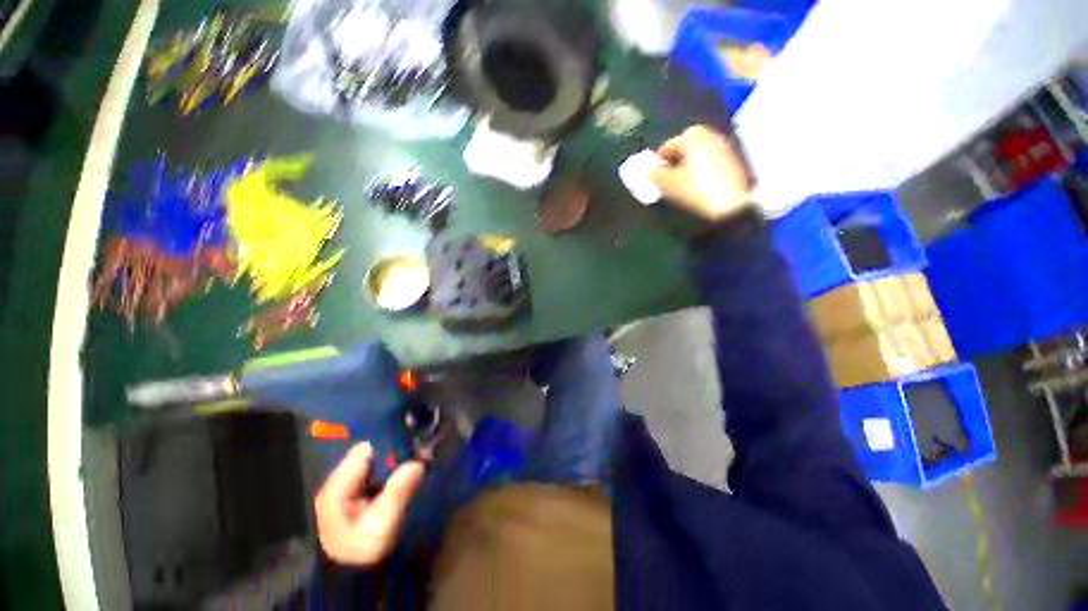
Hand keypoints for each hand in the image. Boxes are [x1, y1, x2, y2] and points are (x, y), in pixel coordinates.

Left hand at [315, 443, 425, 565]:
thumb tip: (418, 462)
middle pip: (368, 454)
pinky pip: (374, 474)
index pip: (364, 451)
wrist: (352, 577)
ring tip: (415, 464)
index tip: (412, 447)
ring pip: (373, 463)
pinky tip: (404, 475)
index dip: (388, 446)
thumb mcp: (383, 523)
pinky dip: (389, 472)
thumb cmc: (364, 550)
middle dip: (393, 454)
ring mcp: (344, 488)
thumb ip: (398, 491)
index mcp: (337, 488)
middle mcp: (337, 482)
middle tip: (418, 456)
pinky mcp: (354, 495)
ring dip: (393, 463)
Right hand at [650, 125, 752, 221]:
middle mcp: (710, 135)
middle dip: (675, 161)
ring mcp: (724, 147)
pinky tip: (698, 186)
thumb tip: (651, 171)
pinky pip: (710, 163)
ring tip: (682, 183)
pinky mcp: (734, 162)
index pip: (667, 146)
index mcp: (692, 135)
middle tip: (667, 178)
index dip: (657, 162)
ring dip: (688, 165)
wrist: (729, 205)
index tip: (653, 175)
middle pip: (685, 147)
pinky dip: (702, 170)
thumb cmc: (694, 189)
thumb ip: (655, 175)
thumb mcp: (667, 184)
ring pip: (698, 155)